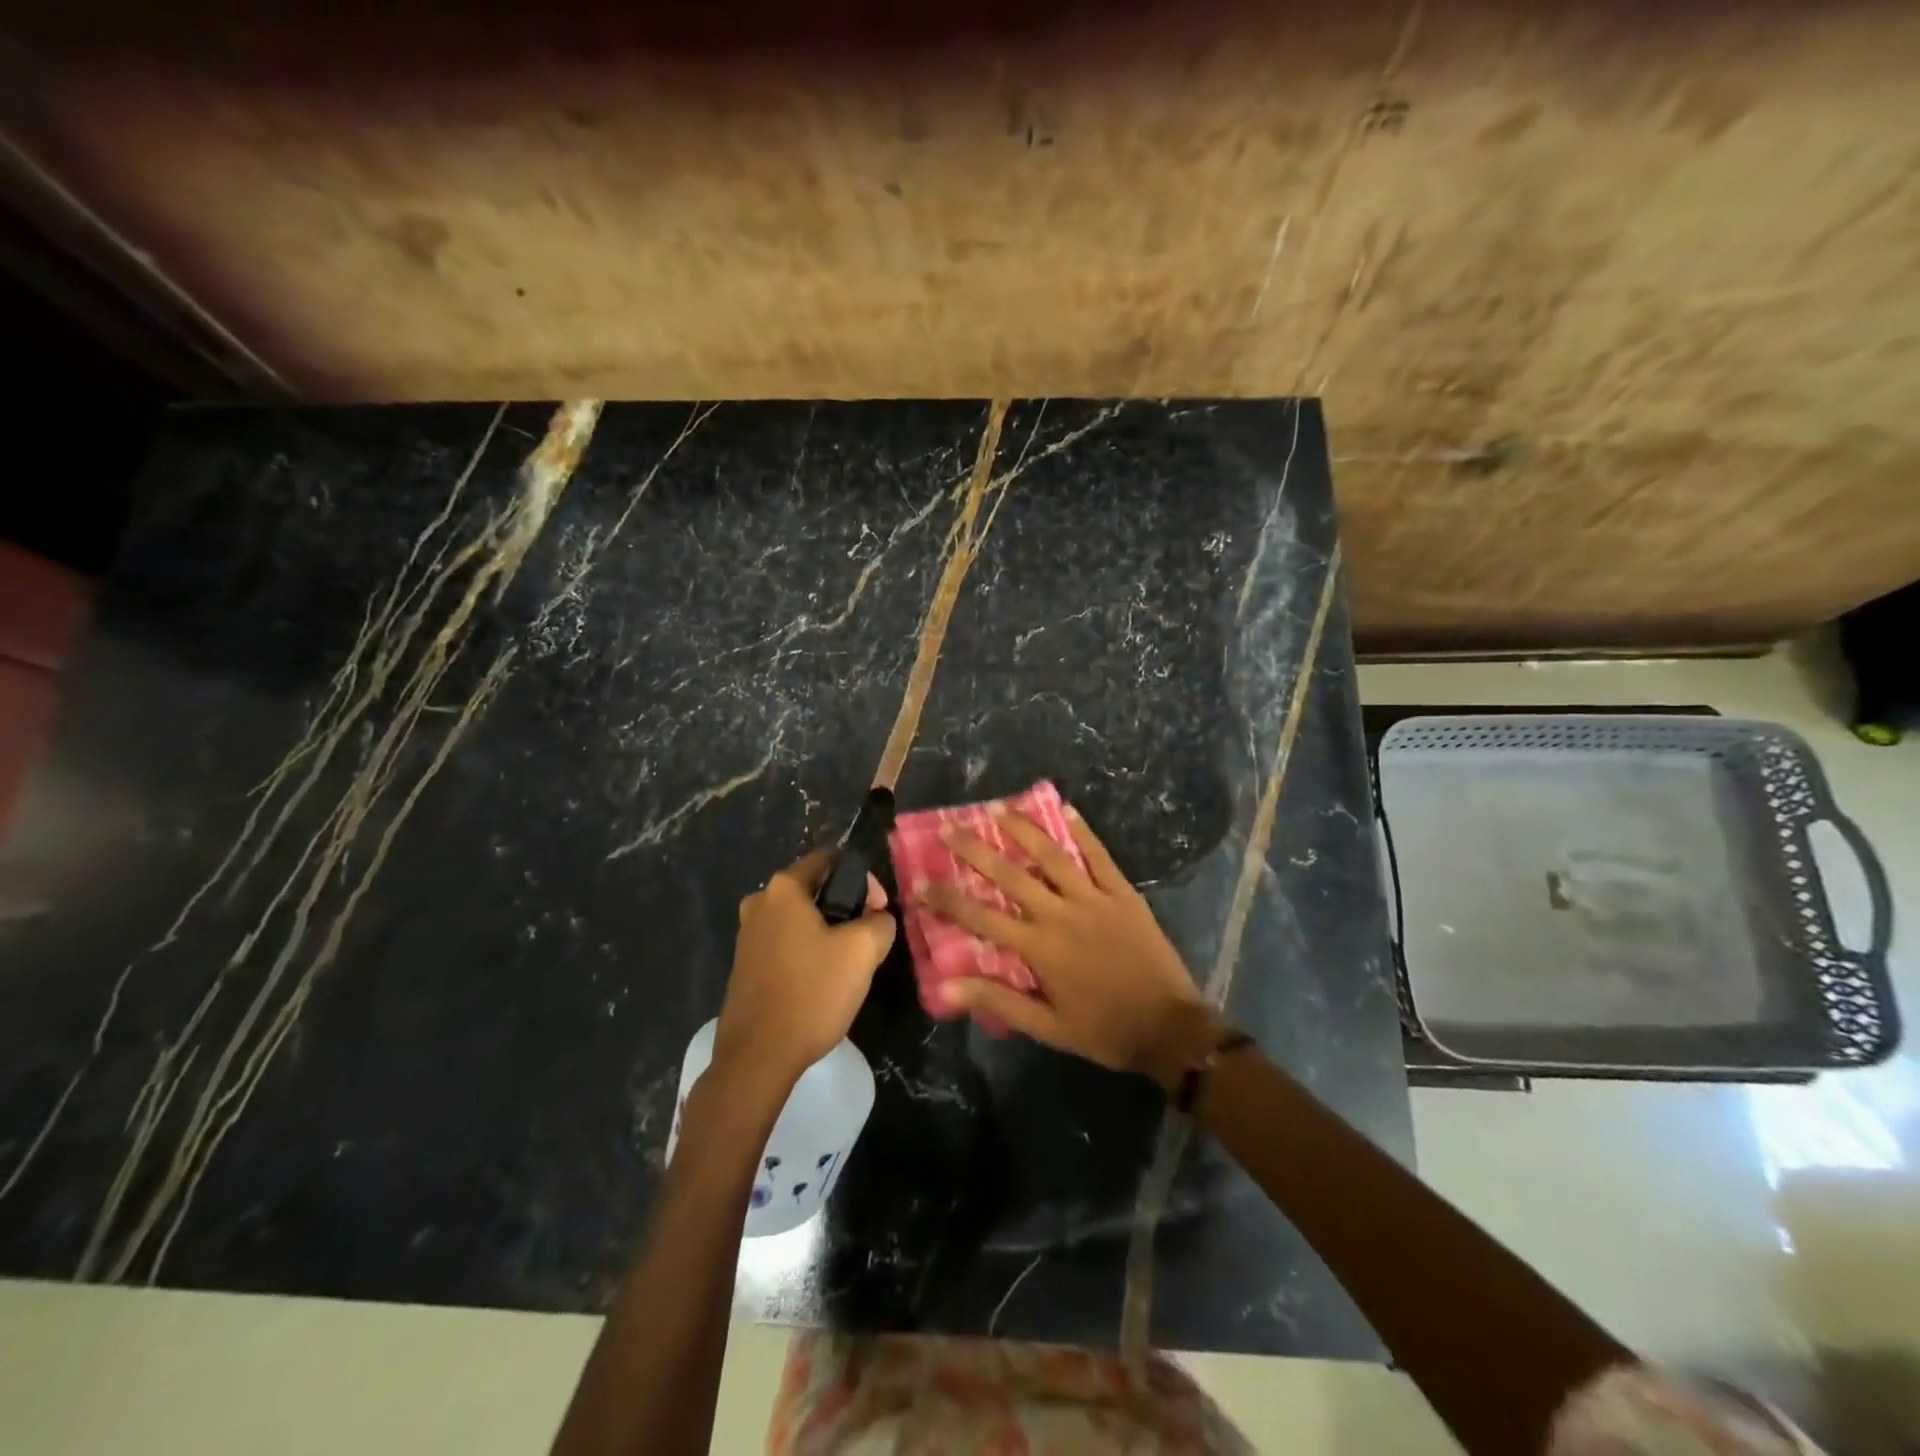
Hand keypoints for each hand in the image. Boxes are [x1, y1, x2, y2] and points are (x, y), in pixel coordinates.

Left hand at [714, 849, 895, 1086]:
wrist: (757, 1057)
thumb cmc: (812, 992)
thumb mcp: (863, 951)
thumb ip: (880, 921)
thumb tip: (877, 918)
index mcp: (783, 888)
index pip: (831, 859)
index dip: (863, 879)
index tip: (878, 911)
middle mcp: (759, 902)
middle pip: (815, 889)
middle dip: (846, 907)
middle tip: (869, 939)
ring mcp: (747, 935)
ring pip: (801, 919)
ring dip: (828, 932)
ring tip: (849, 964)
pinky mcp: (745, 965)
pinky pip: (786, 943)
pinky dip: (808, 952)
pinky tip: (822, 982)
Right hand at [914, 806, 1209, 1077]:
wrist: (1168, 1027)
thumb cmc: (1103, 1029)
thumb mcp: (1047, 1027)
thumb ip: (998, 1000)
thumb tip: (947, 986)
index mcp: (1039, 948)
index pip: (981, 917)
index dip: (947, 898)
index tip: (919, 880)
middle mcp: (1060, 914)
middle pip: (1011, 875)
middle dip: (976, 849)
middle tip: (949, 827)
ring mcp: (1093, 899)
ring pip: (1052, 856)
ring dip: (1023, 829)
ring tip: (998, 806)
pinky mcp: (1122, 893)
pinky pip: (1099, 855)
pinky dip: (1082, 831)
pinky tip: (1065, 808)